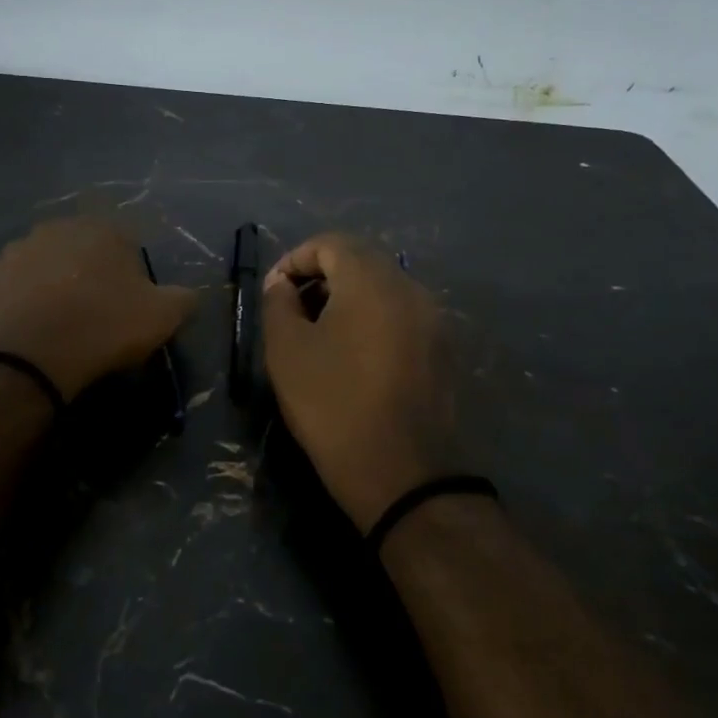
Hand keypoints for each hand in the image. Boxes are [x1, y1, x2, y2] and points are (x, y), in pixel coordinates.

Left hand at [0, 218, 197, 401]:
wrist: (30, 355)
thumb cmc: (104, 326)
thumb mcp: (163, 316)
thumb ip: (183, 299)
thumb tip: (189, 296)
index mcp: (102, 230)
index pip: (125, 244)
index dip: (130, 276)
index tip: (130, 306)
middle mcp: (57, 228)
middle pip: (82, 252)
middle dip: (89, 275)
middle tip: (96, 314)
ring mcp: (17, 251)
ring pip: (45, 267)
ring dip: (54, 286)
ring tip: (61, 325)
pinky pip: (15, 289)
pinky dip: (24, 304)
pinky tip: (33, 331)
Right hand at [261, 234, 457, 532]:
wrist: (403, 474)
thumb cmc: (333, 405)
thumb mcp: (287, 351)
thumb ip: (278, 303)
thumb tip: (283, 285)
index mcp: (372, 280)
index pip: (330, 243)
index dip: (295, 259)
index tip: (273, 293)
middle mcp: (410, 287)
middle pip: (361, 259)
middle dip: (321, 275)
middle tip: (293, 310)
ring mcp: (433, 318)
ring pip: (384, 287)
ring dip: (348, 297)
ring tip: (321, 333)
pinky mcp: (443, 348)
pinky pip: (402, 314)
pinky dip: (373, 318)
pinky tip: (355, 355)